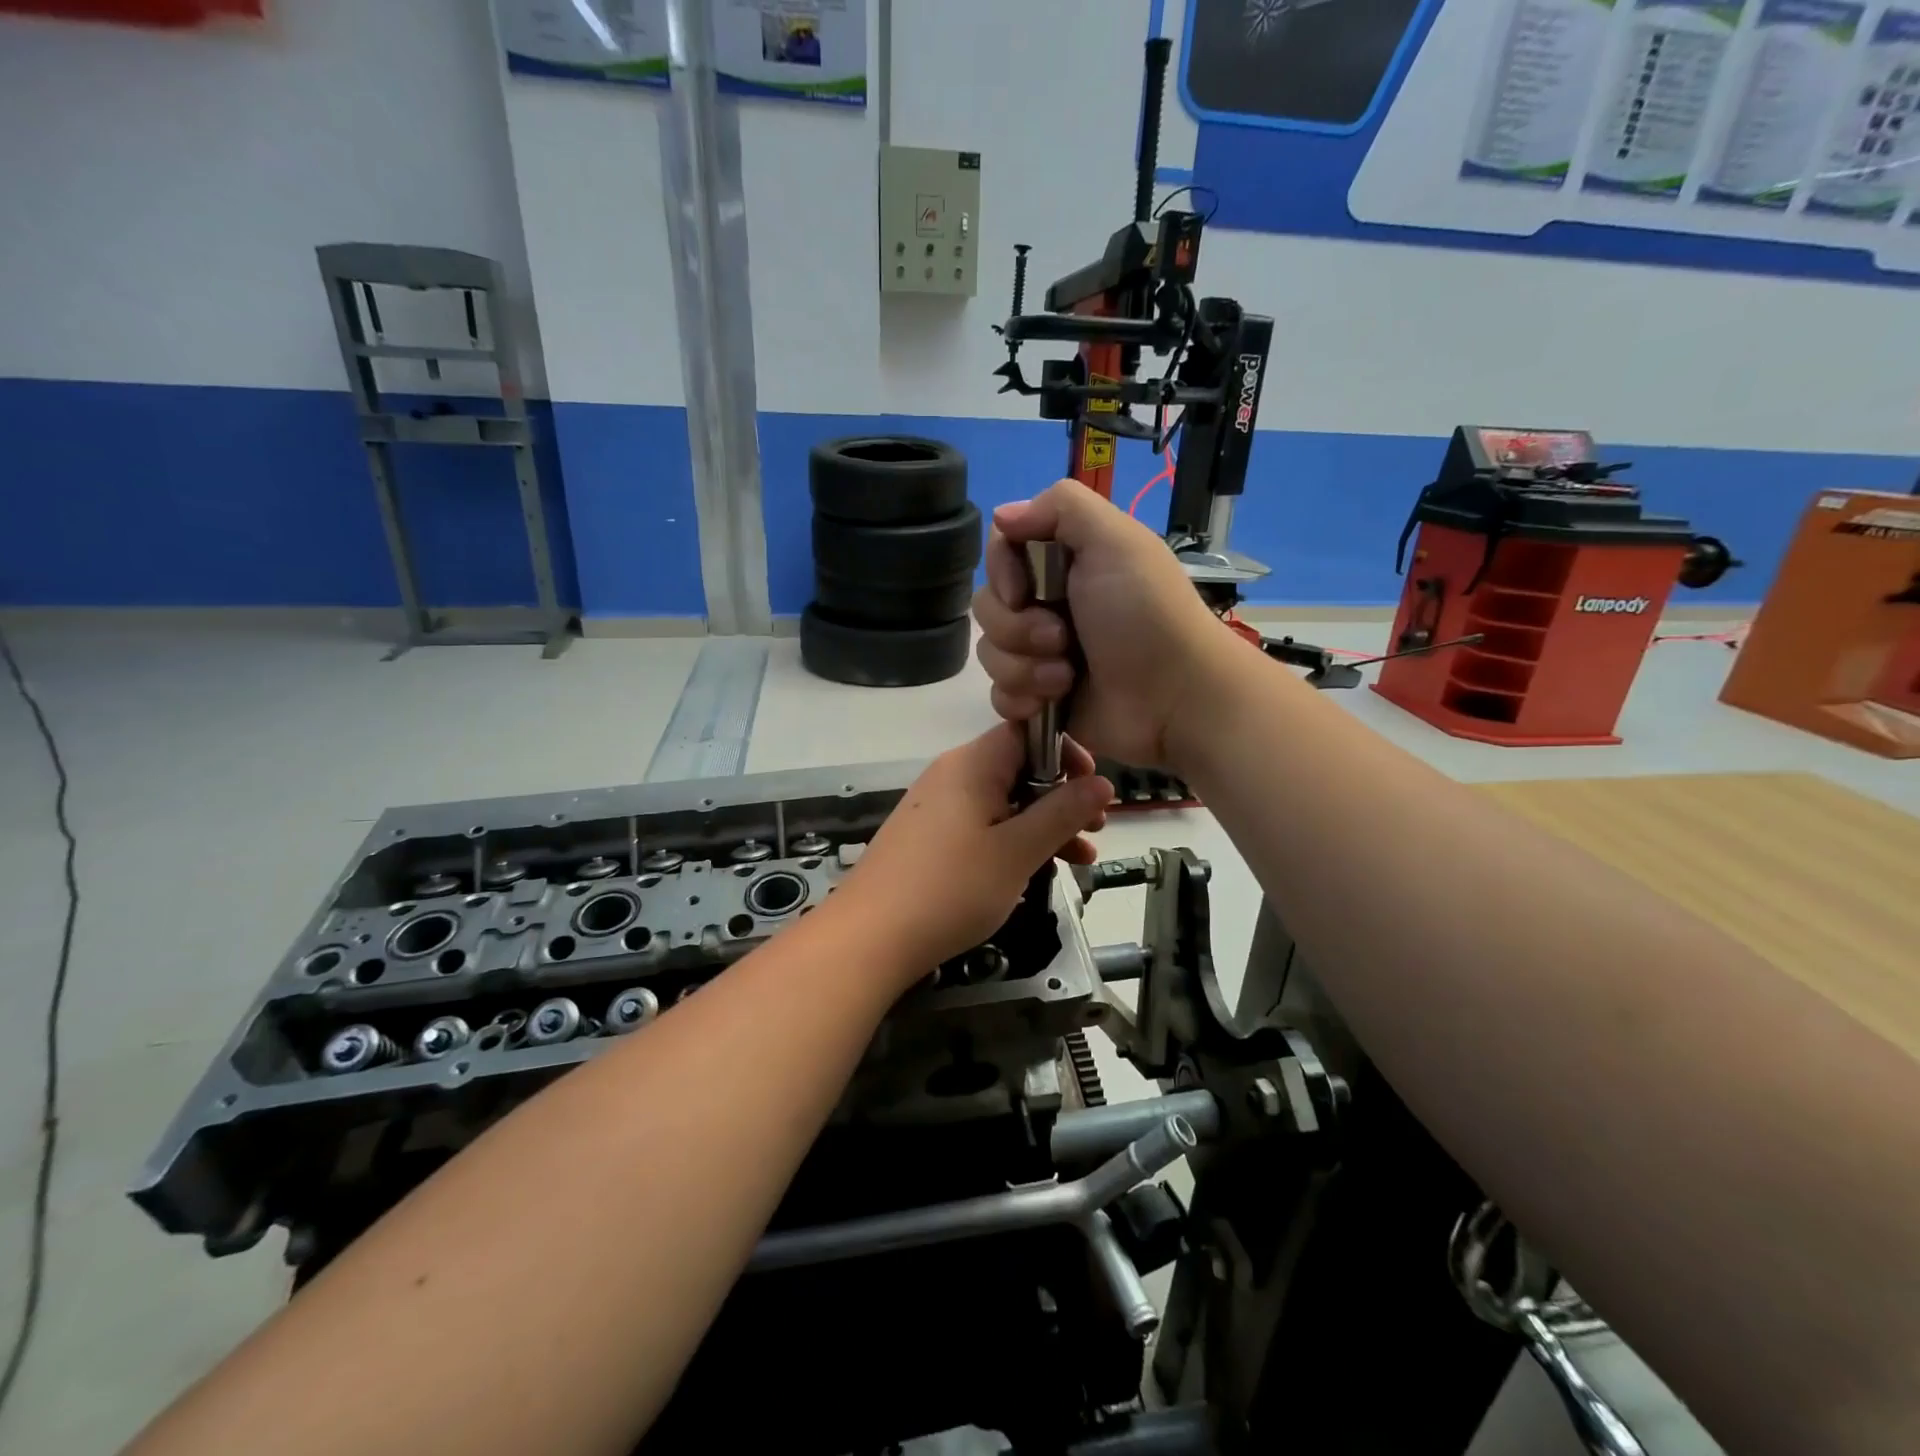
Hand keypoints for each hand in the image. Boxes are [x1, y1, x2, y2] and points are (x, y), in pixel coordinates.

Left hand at [840, 723, 1110, 979]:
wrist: (869, 938)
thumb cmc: (951, 889)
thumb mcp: (1018, 851)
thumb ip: (1062, 813)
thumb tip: (1102, 782)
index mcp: (972, 764)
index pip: (1027, 732)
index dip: (1066, 753)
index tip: (1094, 786)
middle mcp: (952, 774)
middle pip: (1018, 769)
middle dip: (1061, 797)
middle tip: (1096, 830)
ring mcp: (937, 806)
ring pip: (1003, 802)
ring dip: (1042, 825)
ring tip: (1079, 860)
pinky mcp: (929, 837)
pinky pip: (981, 824)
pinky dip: (1012, 840)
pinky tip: (1034, 872)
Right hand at [973, 479, 1222, 769]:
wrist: (1174, 699)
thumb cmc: (1146, 616)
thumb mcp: (1115, 540)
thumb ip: (1060, 506)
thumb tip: (1003, 515)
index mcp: (1065, 563)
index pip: (1001, 552)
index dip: (1002, 572)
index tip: (1023, 590)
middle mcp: (1049, 604)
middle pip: (989, 606)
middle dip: (1017, 628)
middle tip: (1062, 639)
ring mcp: (1042, 655)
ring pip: (990, 654)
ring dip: (1024, 667)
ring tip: (1066, 677)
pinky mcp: (1040, 699)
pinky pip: (999, 695)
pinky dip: (1020, 698)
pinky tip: (1050, 702)